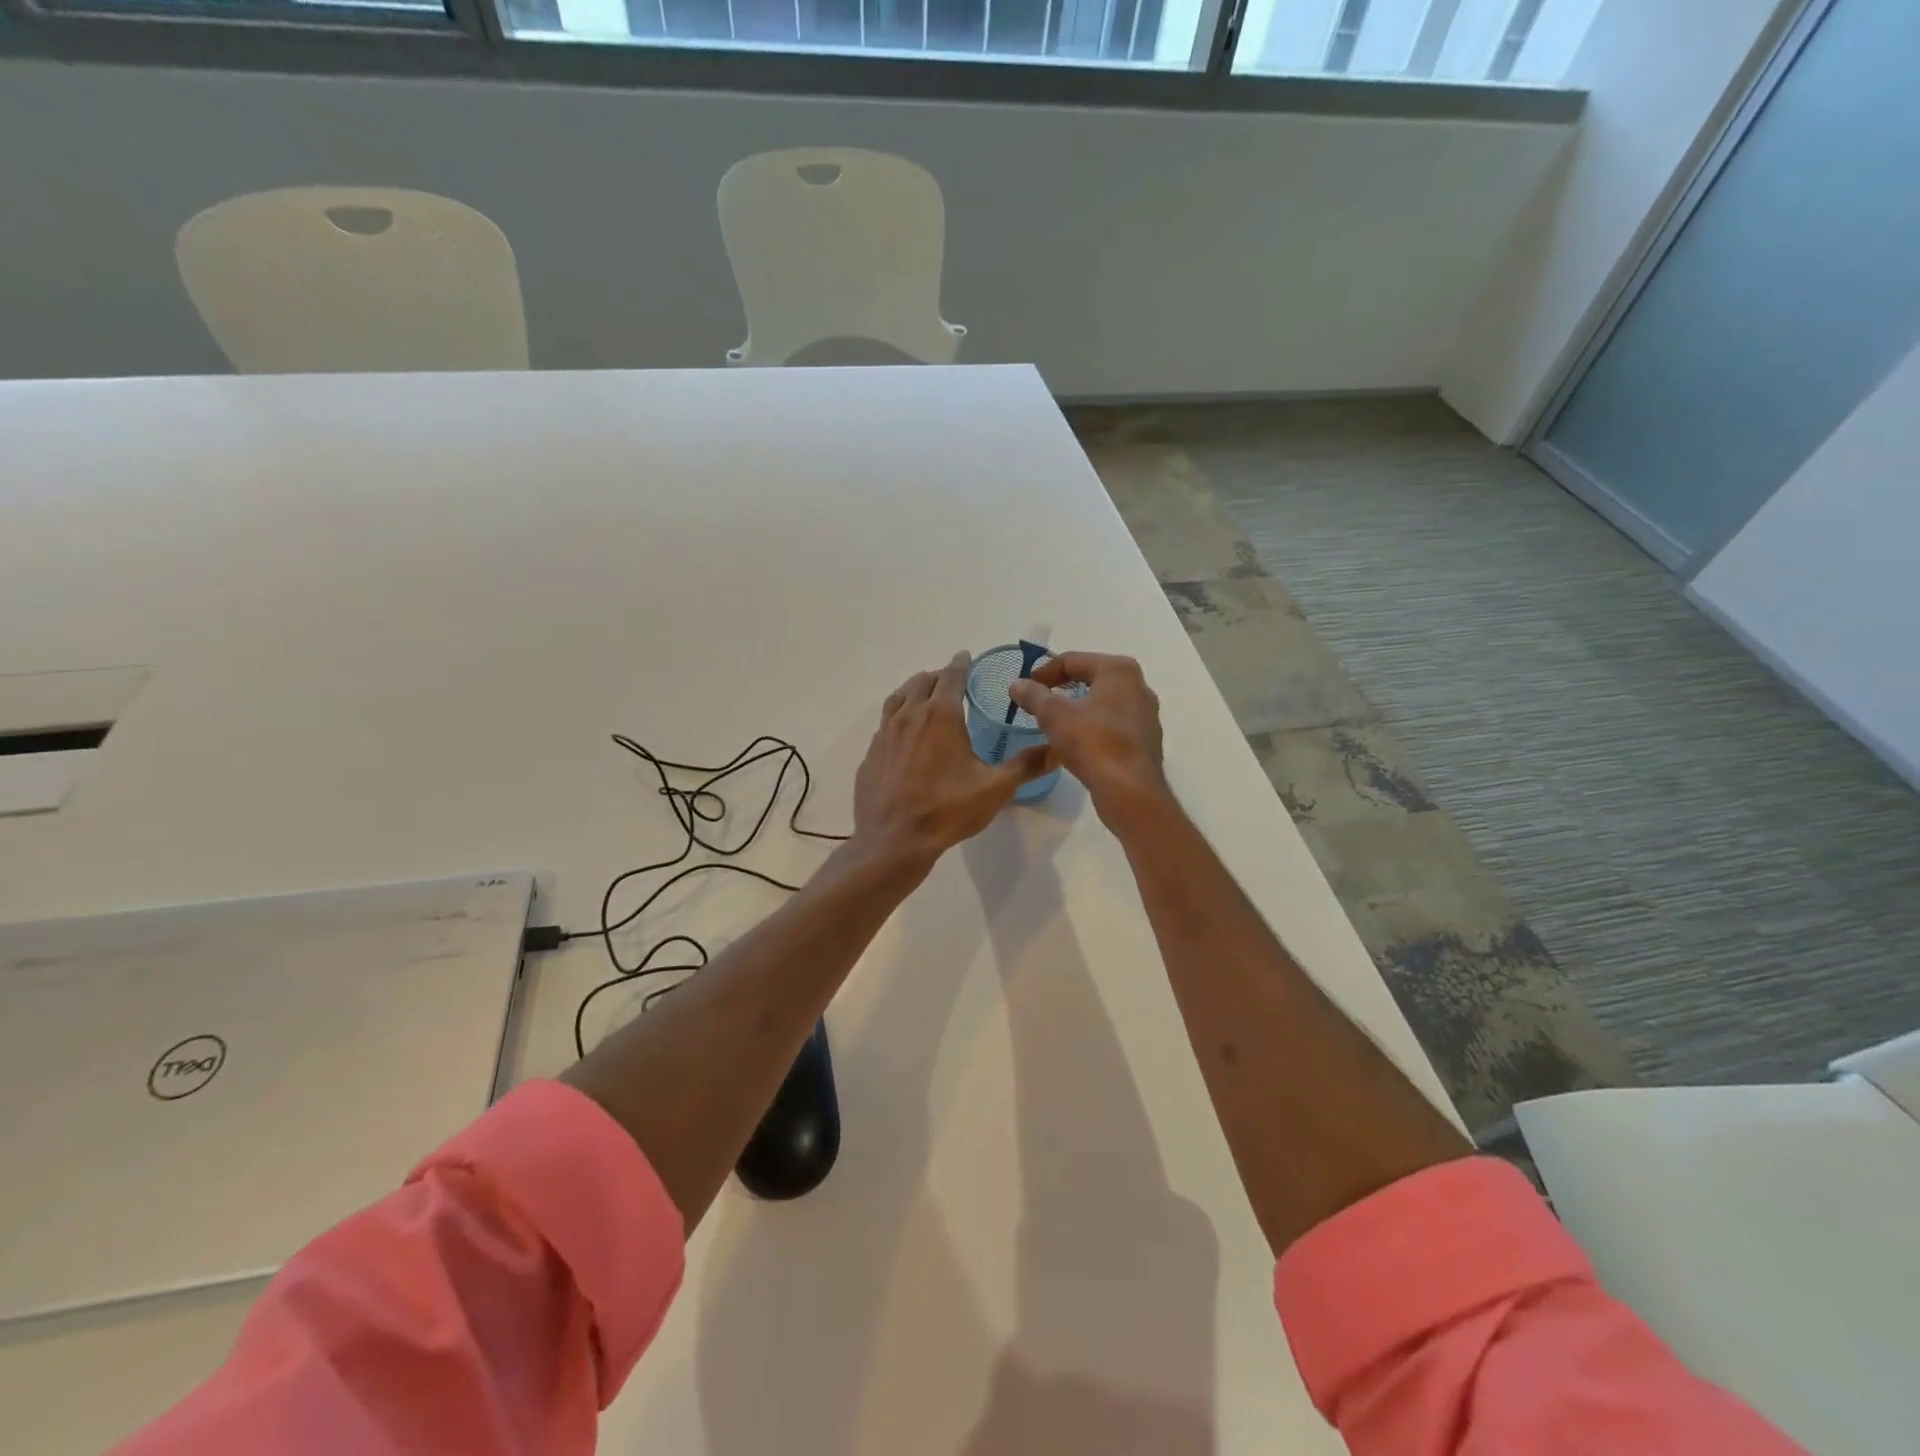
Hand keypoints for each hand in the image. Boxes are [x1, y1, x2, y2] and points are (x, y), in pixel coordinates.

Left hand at [853, 652, 1053, 869]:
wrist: (893, 840)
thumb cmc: (947, 810)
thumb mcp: (995, 789)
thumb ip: (1026, 766)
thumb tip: (1058, 750)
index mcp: (941, 716)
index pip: (952, 676)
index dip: (961, 664)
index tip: (965, 656)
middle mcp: (910, 716)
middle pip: (923, 682)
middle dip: (939, 676)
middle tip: (951, 680)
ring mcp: (886, 734)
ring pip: (899, 697)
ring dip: (914, 690)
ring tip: (925, 695)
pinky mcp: (871, 753)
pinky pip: (885, 722)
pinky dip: (898, 715)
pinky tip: (904, 732)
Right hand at [1009, 652, 1169, 828]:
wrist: (1130, 790)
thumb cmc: (1093, 742)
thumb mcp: (1054, 715)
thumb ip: (1034, 695)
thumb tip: (1017, 685)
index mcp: (1119, 670)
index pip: (1073, 660)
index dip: (1044, 672)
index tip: (1025, 688)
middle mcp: (1138, 686)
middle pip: (1091, 678)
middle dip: (1062, 689)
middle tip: (1038, 703)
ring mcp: (1146, 715)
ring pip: (1103, 703)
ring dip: (1077, 709)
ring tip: (1054, 724)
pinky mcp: (1146, 741)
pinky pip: (1112, 725)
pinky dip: (1092, 728)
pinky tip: (1076, 745)